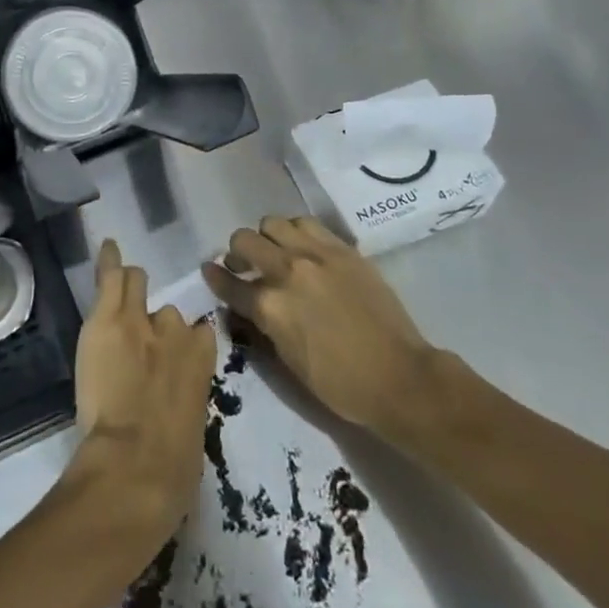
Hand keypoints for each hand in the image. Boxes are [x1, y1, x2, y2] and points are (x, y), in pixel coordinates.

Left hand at [68, 239, 216, 549]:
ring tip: (117, 303)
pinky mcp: (110, 318)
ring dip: (130, 296)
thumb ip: (187, 403)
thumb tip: (177, 408)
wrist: (136, 465)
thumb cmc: (173, 469)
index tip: (171, 359)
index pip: (200, 336)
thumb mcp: (193, 432)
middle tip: (137, 345)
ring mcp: (142, 321)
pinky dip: (109, 261)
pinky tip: (107, 246)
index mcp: (204, 363)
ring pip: (138, 285)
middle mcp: (179, 332)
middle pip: (168, 314)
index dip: (182, 347)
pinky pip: (112, 276)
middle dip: (155, 326)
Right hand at [204, 216, 441, 437]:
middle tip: (245, 266)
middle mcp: (287, 271)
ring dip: (267, 237)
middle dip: (237, 253)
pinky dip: (296, 232)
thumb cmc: (340, 384)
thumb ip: (263, 325)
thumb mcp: (288, 361)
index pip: (228, 283)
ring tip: (276, 252)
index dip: (214, 277)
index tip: (209, 271)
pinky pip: (307, 224)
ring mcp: (316, 255)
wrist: (399, 376)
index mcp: (270, 307)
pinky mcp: (342, 248)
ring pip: (273, 223)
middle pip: (244, 241)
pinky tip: (303, 248)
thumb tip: (249, 305)